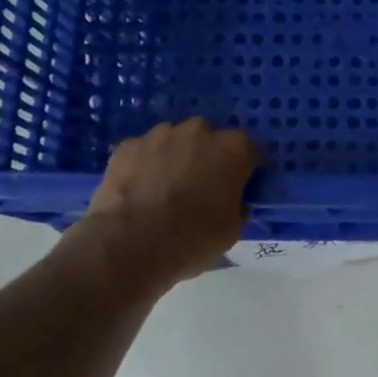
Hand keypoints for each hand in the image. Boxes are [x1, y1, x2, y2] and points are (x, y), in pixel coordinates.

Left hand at [66, 118, 259, 284]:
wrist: (129, 246)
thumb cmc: (192, 238)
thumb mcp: (233, 230)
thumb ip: (237, 205)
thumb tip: (230, 199)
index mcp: (233, 149)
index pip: (250, 151)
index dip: (246, 170)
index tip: (240, 188)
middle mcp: (199, 131)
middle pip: (211, 139)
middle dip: (209, 158)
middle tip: (202, 188)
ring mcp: (160, 135)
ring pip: (175, 141)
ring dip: (176, 158)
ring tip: (166, 189)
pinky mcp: (127, 145)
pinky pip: (145, 152)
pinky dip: (146, 165)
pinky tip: (140, 191)